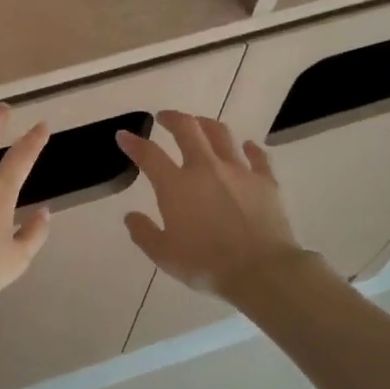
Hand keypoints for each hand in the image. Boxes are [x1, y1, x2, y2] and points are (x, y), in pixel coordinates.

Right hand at [116, 111, 304, 298]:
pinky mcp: (265, 181)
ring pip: (221, 134)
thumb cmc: (206, 264)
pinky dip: (250, 148)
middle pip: (187, 129)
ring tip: (200, 124)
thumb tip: (131, 216)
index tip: (124, 135)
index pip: (149, 155)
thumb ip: (144, 233)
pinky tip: (247, 146)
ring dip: (206, 124)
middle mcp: (206, 168)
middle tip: (164, 117)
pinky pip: (258, 157)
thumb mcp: (164, 255)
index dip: (133, 143)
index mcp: (176, 185)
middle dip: (172, 118)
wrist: (260, 271)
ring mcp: (238, 171)